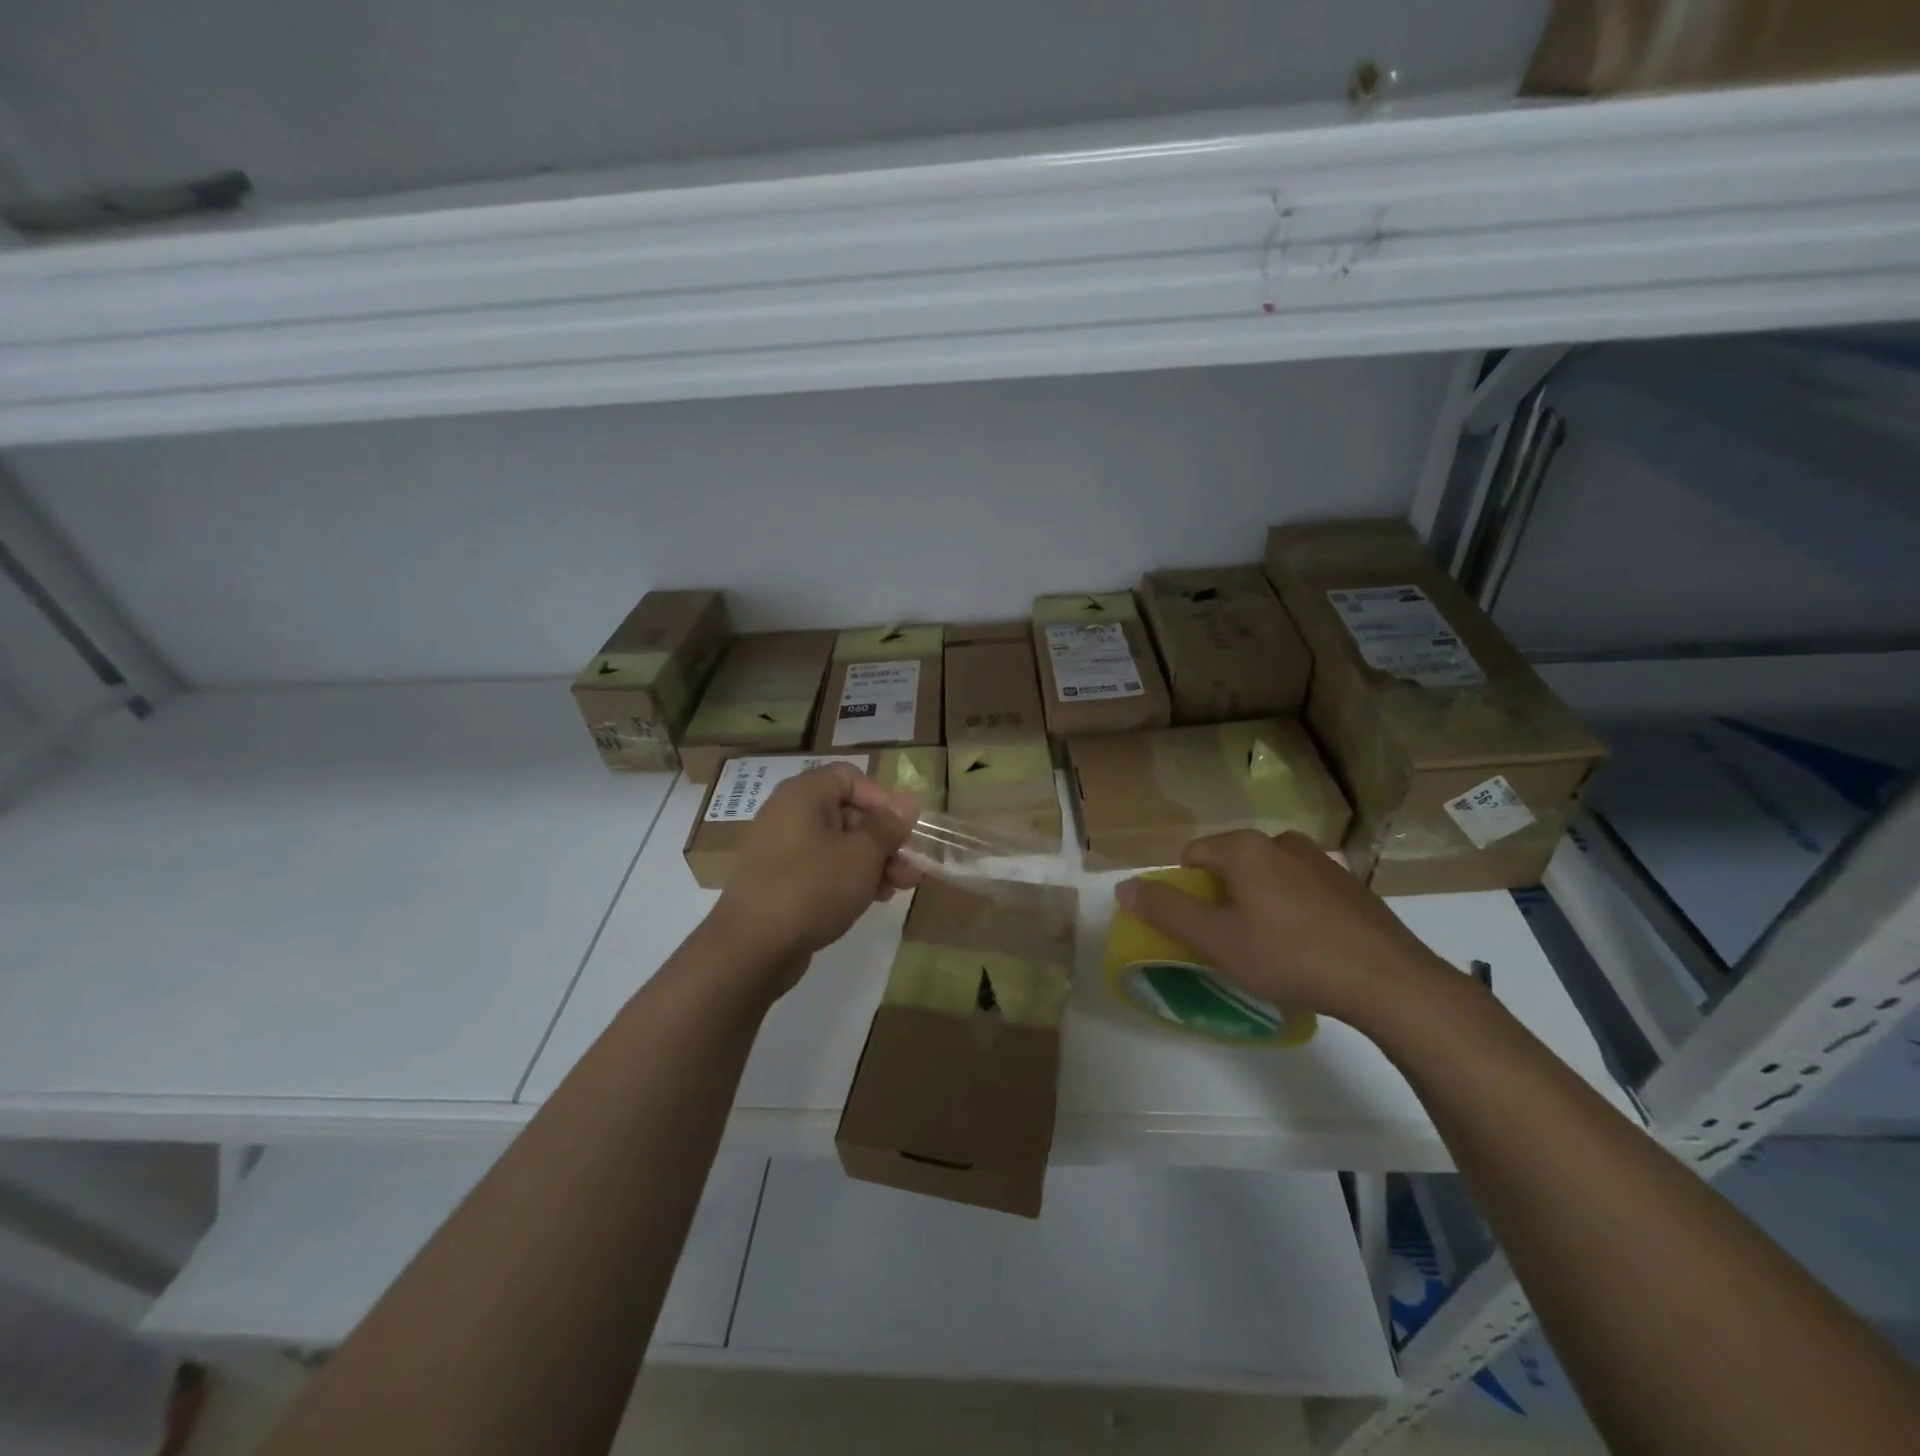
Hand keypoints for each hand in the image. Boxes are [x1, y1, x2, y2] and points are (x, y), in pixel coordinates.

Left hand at [711, 764, 921, 981]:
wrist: (751, 948)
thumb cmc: (813, 888)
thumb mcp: (862, 855)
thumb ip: (888, 825)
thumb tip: (909, 799)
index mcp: (804, 794)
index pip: (850, 777)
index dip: (881, 799)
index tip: (901, 830)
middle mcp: (788, 813)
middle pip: (847, 812)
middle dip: (884, 839)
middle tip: (911, 868)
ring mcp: (781, 849)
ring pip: (838, 844)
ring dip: (873, 862)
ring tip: (899, 888)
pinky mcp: (779, 881)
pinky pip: (821, 868)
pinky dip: (848, 878)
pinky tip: (871, 899)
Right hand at [1113, 830, 1452, 1027]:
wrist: (1389, 981)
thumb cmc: (1290, 956)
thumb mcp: (1216, 940)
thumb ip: (1165, 910)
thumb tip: (1124, 886)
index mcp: (1244, 848)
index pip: (1192, 857)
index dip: (1187, 894)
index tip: (1202, 930)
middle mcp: (1281, 841)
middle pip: (1230, 864)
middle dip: (1224, 898)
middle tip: (1235, 942)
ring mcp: (1321, 860)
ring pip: (1267, 875)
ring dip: (1259, 902)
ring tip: (1273, 947)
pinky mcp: (1350, 883)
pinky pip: (1302, 888)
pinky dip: (1294, 909)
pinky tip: (1309, 945)